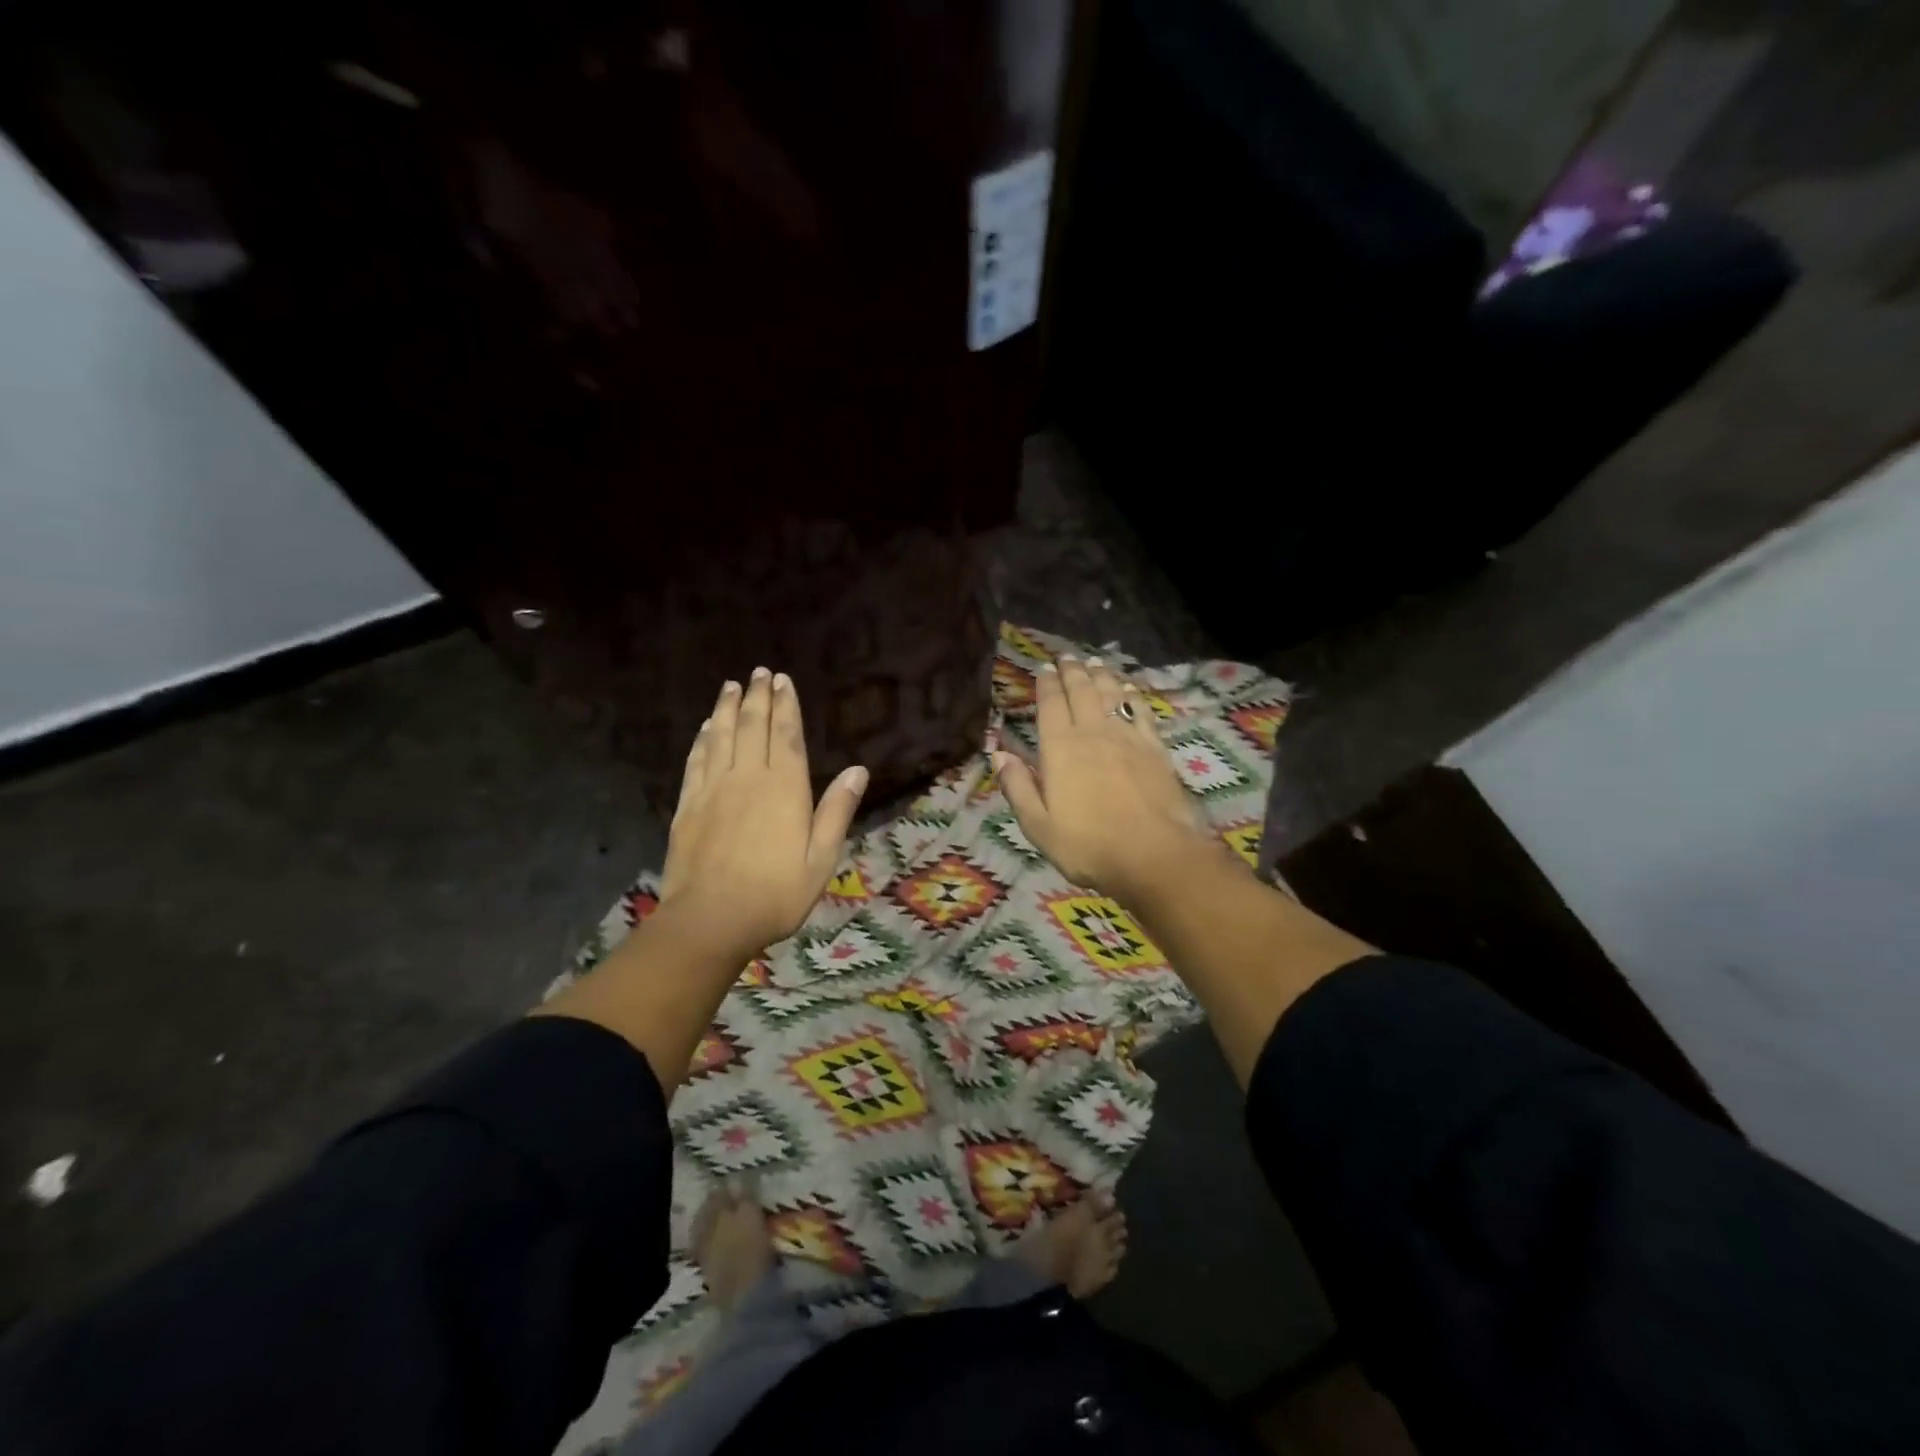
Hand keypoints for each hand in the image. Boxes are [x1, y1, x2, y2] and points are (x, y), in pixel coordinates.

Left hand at [660, 669, 867, 962]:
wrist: (712, 920)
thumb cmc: (777, 894)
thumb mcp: (822, 858)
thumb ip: (837, 811)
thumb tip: (859, 770)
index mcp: (785, 788)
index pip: (786, 735)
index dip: (786, 706)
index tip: (782, 680)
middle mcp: (749, 777)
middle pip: (752, 727)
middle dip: (757, 697)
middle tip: (759, 672)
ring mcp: (714, 789)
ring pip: (721, 737)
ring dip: (727, 708)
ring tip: (731, 686)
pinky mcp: (688, 806)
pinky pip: (696, 761)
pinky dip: (702, 739)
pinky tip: (705, 728)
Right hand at [995, 655, 1230, 904]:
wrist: (1154, 855)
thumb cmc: (1088, 845)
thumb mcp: (1038, 826)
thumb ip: (1018, 787)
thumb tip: (999, 754)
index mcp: (1060, 748)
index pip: (1051, 703)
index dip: (1047, 683)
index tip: (1044, 667)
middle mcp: (1093, 732)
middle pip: (1082, 690)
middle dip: (1073, 671)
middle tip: (1067, 657)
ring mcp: (1128, 737)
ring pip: (1111, 694)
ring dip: (1101, 675)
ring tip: (1094, 663)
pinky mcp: (1156, 748)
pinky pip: (1142, 711)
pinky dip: (1132, 696)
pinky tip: (1129, 690)